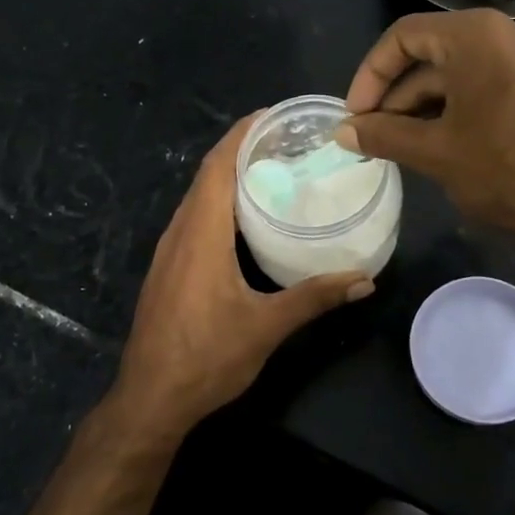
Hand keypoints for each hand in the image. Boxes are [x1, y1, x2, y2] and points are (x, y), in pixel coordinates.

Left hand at [107, 115, 374, 441]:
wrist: (150, 399)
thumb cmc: (206, 358)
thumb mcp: (266, 327)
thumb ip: (315, 297)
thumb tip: (364, 279)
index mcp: (201, 234)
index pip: (217, 166)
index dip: (242, 134)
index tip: (273, 116)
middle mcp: (179, 232)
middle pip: (207, 174)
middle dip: (241, 149)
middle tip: (285, 141)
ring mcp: (169, 250)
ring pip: (198, 197)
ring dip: (228, 175)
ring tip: (272, 169)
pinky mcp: (168, 267)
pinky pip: (194, 217)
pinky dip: (218, 201)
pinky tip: (245, 216)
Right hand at [338, 9, 514, 248]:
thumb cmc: (509, 169)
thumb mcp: (437, 152)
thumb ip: (384, 135)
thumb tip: (343, 132)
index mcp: (475, 35)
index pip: (403, 37)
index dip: (370, 75)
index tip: (356, 116)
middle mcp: (506, 34)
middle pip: (432, 54)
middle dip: (397, 97)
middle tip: (374, 138)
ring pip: (461, 74)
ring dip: (425, 107)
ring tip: (404, 148)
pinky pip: (489, 86)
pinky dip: (459, 110)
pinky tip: (445, 146)